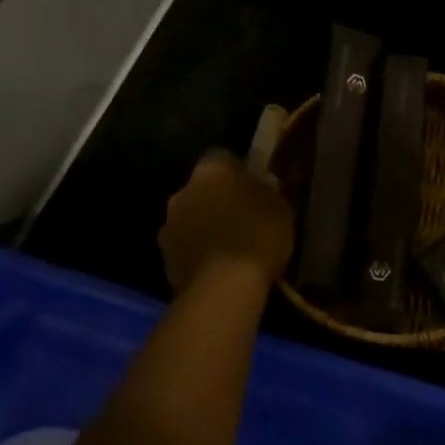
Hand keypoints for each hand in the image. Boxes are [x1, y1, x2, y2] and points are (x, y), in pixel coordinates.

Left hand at [159, 151, 294, 291]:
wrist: (223, 287)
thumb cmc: (258, 235)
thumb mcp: (280, 206)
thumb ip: (266, 189)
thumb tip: (261, 184)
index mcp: (210, 170)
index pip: (222, 157)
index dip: (239, 170)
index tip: (255, 185)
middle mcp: (182, 191)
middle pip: (203, 188)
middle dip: (219, 198)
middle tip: (244, 216)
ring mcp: (168, 226)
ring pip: (191, 217)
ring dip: (206, 225)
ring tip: (231, 245)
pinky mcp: (164, 259)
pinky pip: (186, 246)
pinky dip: (199, 251)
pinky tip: (220, 266)